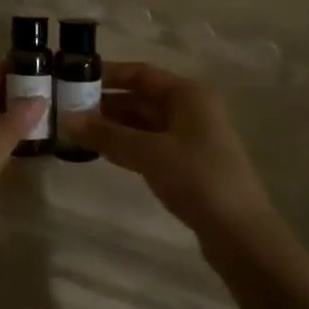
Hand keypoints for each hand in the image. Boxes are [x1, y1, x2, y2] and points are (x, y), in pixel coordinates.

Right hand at [59, 64, 275, 240]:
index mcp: (187, 94)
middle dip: (106, 104)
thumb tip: (66, 119)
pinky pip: (150, 145)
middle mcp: (190, 109)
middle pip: (141, 98)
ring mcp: (191, 139)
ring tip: (77, 132)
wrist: (242, 235)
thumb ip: (107, 134)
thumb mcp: (148, 152)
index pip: (140, 73)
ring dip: (113, 127)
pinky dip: (127, 146)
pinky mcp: (188, 166)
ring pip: (144, 124)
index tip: (74, 78)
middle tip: (68, 110)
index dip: (108, 75)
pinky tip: (102, 152)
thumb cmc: (197, 178)